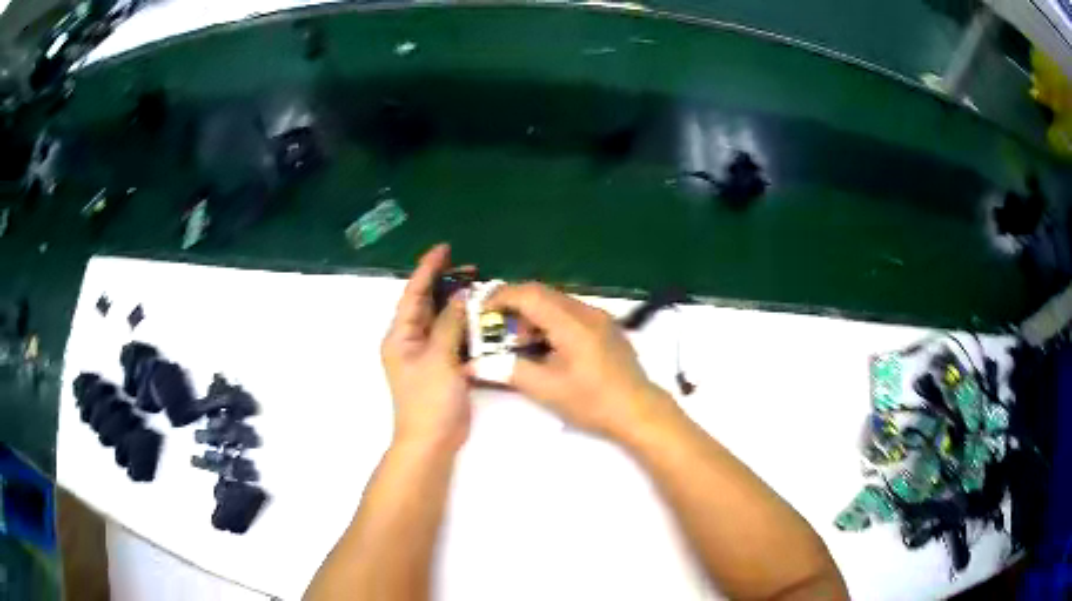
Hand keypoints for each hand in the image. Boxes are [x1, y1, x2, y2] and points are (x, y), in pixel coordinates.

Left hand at [381, 244, 469, 452]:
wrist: (432, 440)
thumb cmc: (429, 399)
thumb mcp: (438, 358)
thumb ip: (449, 324)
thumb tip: (461, 296)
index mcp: (400, 335)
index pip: (413, 293)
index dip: (428, 268)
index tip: (445, 248)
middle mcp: (410, 339)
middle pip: (426, 303)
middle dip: (446, 283)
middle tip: (473, 268)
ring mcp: (426, 353)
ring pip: (441, 319)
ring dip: (457, 303)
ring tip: (480, 286)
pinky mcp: (441, 365)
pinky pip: (452, 336)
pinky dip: (464, 324)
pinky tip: (481, 316)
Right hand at [484, 283, 672, 439]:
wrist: (640, 411)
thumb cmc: (593, 402)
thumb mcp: (547, 390)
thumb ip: (509, 370)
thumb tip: (474, 364)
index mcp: (571, 323)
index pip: (529, 294)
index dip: (500, 297)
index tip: (481, 311)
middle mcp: (587, 311)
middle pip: (542, 293)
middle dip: (515, 306)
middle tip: (497, 329)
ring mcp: (600, 317)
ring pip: (557, 302)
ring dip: (533, 314)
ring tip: (521, 343)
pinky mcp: (607, 326)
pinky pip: (571, 312)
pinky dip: (551, 320)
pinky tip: (547, 346)